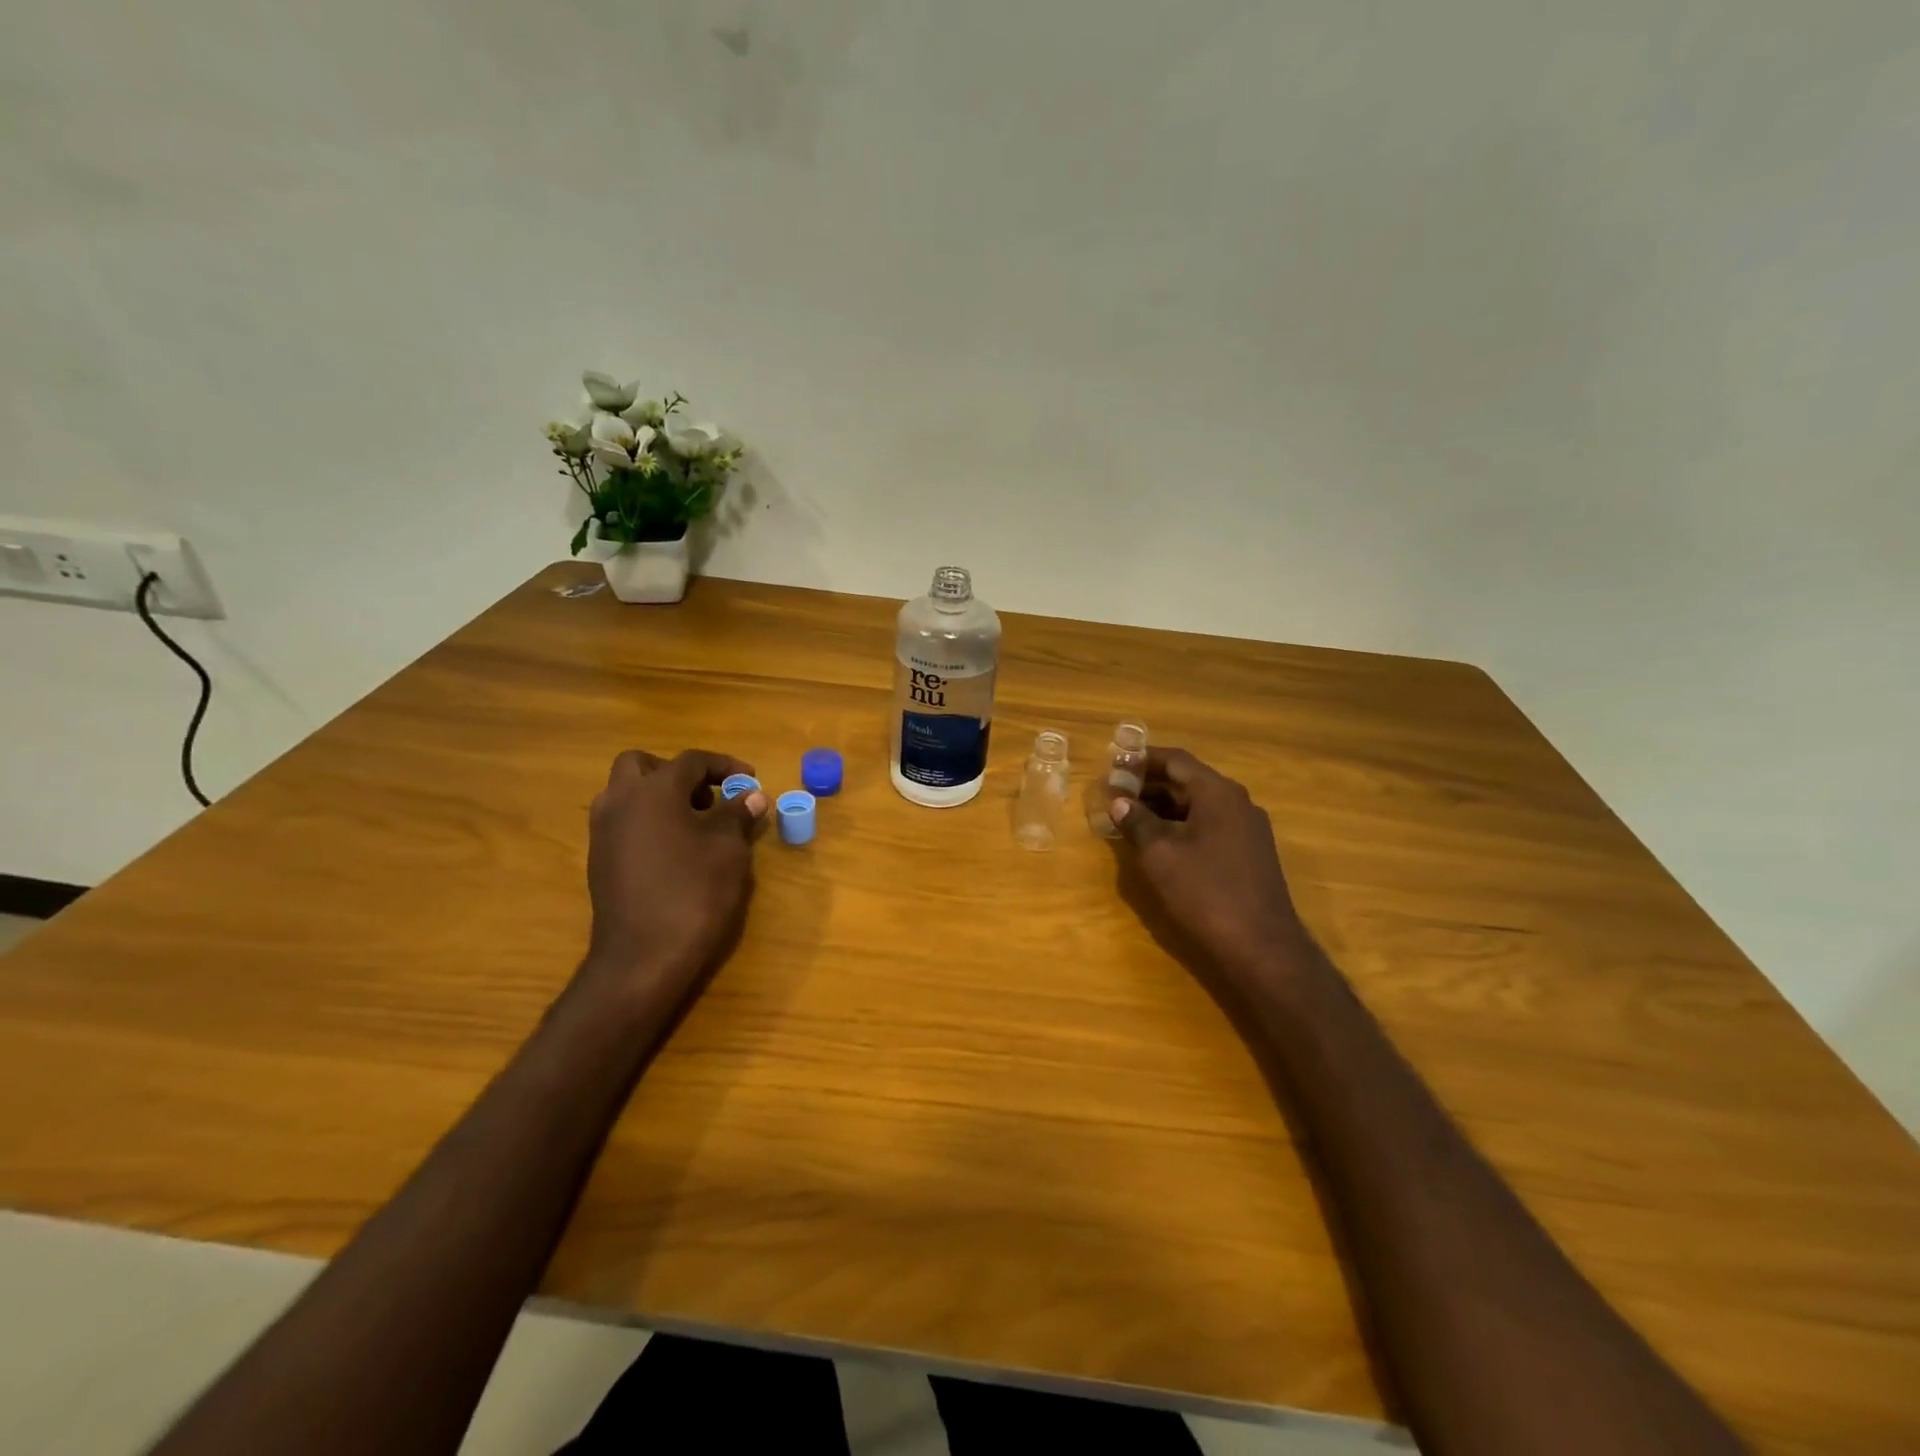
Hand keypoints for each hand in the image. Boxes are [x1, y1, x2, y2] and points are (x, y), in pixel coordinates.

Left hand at [583, 749, 767, 991]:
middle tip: (709, 796)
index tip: (750, 779)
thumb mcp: (728, 851)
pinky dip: (648, 820)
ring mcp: (603, 831)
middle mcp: (620, 801)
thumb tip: (752, 796)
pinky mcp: (599, 858)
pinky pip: (623, 821)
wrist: (642, 958)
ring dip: (659, 796)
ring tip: (695, 823)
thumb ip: (737, 815)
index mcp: (654, 790)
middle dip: (678, 773)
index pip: (692, 761)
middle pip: (643, 765)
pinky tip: (675, 849)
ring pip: (628, 792)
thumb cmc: (693, 894)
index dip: (725, 766)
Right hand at [1111, 748, 1312, 983]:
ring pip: (1199, 805)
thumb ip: (1137, 822)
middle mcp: (1238, 802)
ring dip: (1165, 806)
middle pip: (1189, 780)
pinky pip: (1210, 825)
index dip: (1142, 759)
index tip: (1114, 763)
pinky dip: (1182, 824)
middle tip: (1116, 790)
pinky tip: (1160, 841)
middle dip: (1150, 783)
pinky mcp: (1250, 854)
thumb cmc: (1205, 893)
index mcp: (1218, 793)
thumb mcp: (1160, 855)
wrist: (1262, 947)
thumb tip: (1119, 801)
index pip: (1176, 760)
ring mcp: (1248, 829)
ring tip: (1131, 815)